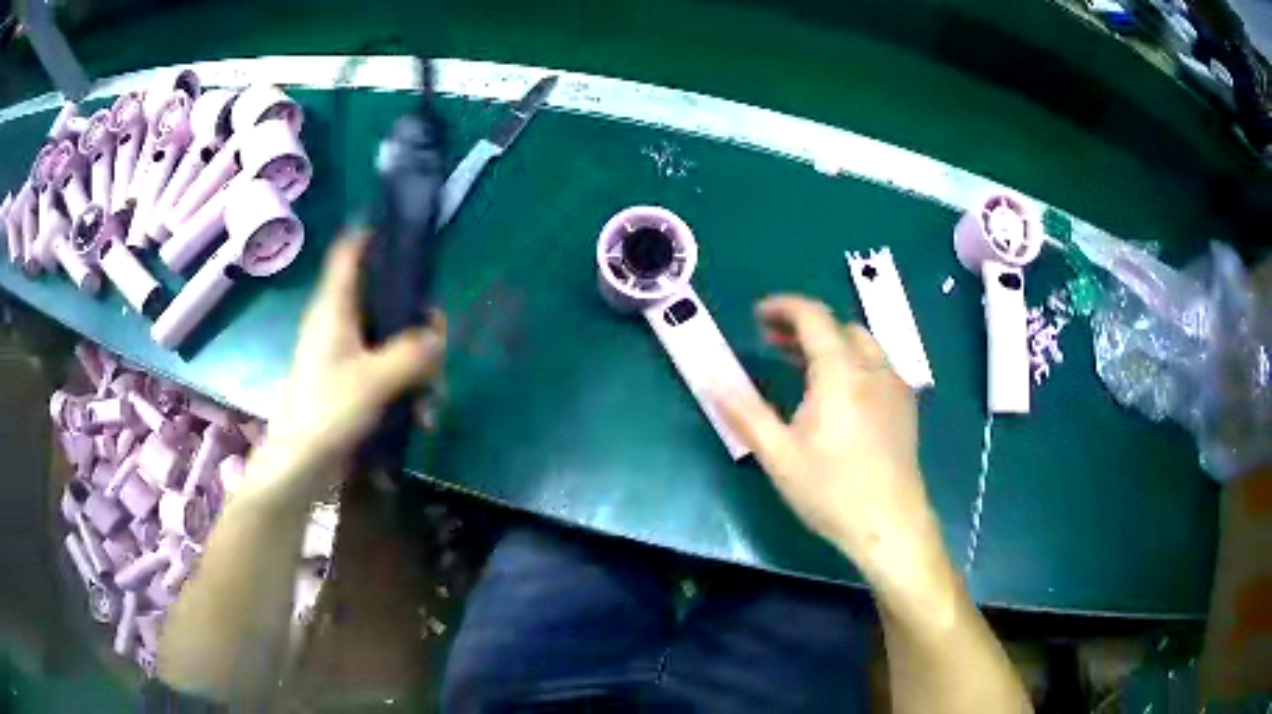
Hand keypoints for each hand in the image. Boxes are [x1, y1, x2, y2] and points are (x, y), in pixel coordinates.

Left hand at [250, 229, 445, 503]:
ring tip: (433, 403)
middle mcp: (340, 324)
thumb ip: (411, 354)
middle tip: (439, 347)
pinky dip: (407, 391)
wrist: (300, 466)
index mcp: (335, 308)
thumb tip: (437, 338)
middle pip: (385, 299)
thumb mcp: (374, 380)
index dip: (373, 234)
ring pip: (392, 341)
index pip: (349, 252)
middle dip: (417, 324)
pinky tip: (421, 419)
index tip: (407, 235)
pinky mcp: (353, 384)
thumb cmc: (326, 412)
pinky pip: (388, 373)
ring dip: (418, 368)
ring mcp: (346, 356)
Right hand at [715, 295, 943, 584]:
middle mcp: (873, 367)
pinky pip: (877, 365)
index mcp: (840, 371)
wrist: (890, 524)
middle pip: (838, 326)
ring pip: (861, 344)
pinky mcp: (905, 405)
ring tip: (801, 366)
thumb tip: (710, 378)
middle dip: (803, 326)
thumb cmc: (831, 490)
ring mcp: (894, 385)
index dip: (783, 307)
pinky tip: (839, 394)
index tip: (757, 315)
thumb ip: (744, 412)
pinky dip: (852, 361)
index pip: (813, 316)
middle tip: (773, 343)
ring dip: (829, 343)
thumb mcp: (778, 454)